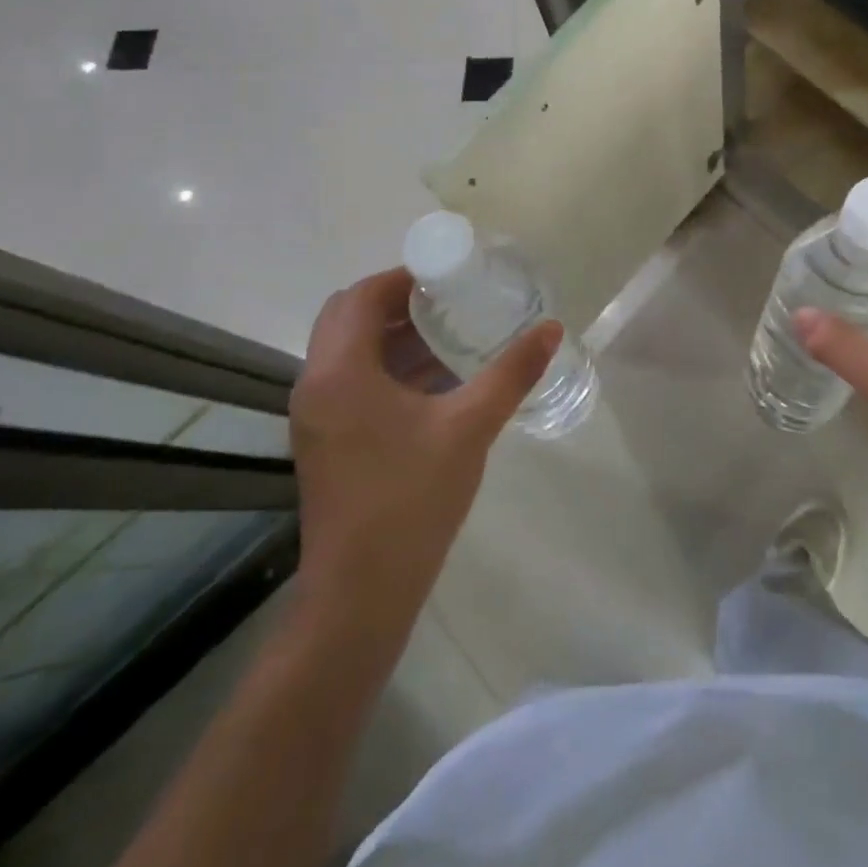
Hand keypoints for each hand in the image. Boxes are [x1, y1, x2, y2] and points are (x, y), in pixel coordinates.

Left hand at [287, 268, 560, 602]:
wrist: (363, 591)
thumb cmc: (412, 499)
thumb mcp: (469, 427)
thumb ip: (511, 373)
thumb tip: (551, 329)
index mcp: (340, 372)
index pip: (362, 297)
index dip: (404, 278)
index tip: (449, 275)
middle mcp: (316, 385)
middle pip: (349, 317)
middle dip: (398, 302)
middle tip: (450, 301)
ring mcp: (316, 416)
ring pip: (350, 351)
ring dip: (393, 335)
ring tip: (450, 334)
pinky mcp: (326, 440)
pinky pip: (352, 381)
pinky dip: (387, 367)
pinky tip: (435, 381)